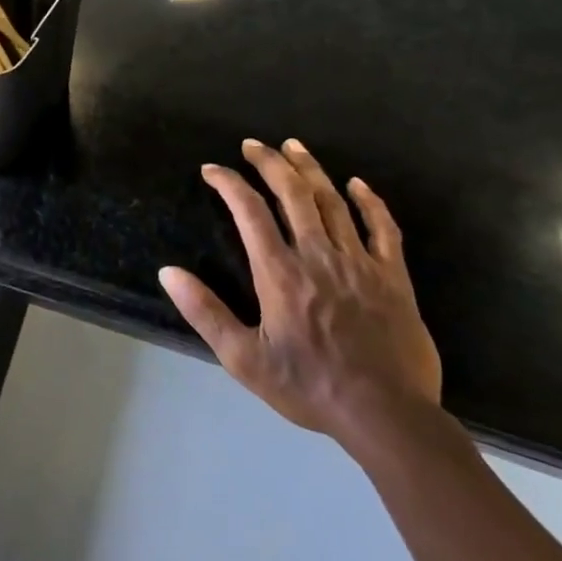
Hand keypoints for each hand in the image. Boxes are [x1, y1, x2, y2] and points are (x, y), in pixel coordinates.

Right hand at [159, 139, 440, 447]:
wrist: (386, 415)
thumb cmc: (308, 386)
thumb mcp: (243, 358)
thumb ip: (204, 312)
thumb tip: (168, 272)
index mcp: (279, 272)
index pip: (249, 211)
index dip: (229, 183)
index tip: (211, 169)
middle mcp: (318, 255)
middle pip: (293, 194)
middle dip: (269, 163)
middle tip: (252, 145)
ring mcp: (359, 262)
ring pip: (333, 201)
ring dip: (311, 169)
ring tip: (293, 146)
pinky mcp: (392, 277)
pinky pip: (383, 228)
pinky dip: (370, 202)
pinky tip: (357, 184)